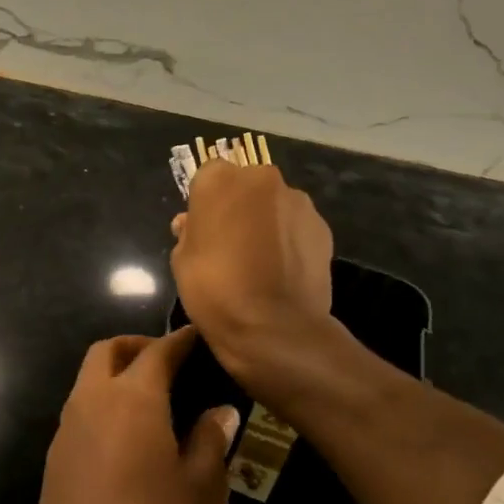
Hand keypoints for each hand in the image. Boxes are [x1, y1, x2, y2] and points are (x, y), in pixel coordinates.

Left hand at [26, 329, 240, 503]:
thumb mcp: (202, 492)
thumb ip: (210, 440)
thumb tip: (219, 410)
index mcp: (132, 398)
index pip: (157, 351)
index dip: (179, 340)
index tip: (197, 337)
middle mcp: (93, 401)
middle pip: (107, 351)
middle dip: (137, 345)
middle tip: (169, 362)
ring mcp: (67, 428)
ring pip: (88, 378)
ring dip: (115, 373)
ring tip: (152, 399)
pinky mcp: (54, 458)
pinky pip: (80, 409)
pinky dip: (102, 402)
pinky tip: (127, 436)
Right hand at [169, 161, 336, 391]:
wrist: (274, 328)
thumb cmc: (215, 289)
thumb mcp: (181, 261)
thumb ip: (189, 233)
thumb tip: (191, 224)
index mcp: (220, 180)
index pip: (208, 175)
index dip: (206, 201)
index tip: (204, 227)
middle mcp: (262, 179)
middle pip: (246, 185)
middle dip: (240, 206)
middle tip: (231, 243)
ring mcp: (297, 201)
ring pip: (275, 204)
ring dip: (267, 221)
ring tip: (261, 260)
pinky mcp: (323, 227)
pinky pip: (298, 226)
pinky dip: (290, 240)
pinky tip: (283, 270)